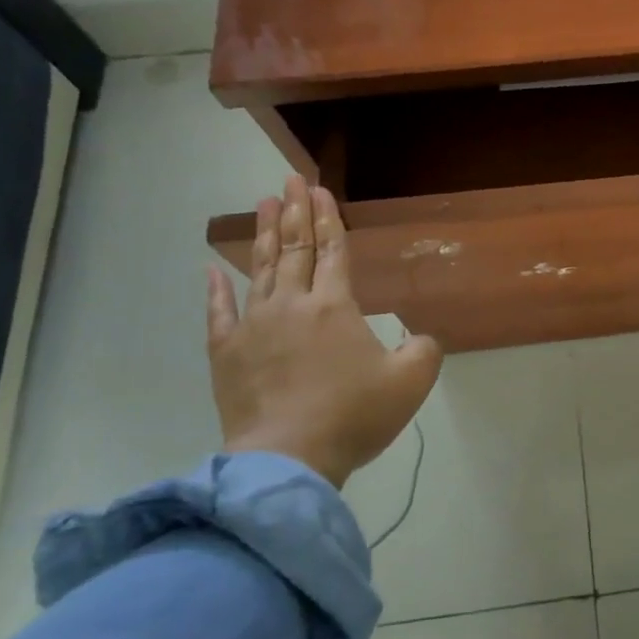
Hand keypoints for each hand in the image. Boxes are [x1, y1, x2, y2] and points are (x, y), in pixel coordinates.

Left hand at [206, 175, 441, 487]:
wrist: (288, 458)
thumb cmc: (353, 415)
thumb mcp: (410, 382)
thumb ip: (424, 350)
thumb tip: (422, 337)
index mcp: (336, 306)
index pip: (332, 251)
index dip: (327, 219)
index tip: (318, 190)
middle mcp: (293, 305)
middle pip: (295, 249)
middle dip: (294, 212)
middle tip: (290, 180)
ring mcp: (254, 327)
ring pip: (260, 270)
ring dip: (263, 235)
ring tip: (263, 203)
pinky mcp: (227, 354)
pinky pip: (220, 313)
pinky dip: (217, 289)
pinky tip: (214, 269)